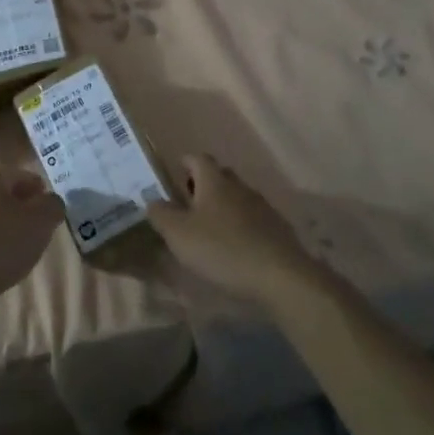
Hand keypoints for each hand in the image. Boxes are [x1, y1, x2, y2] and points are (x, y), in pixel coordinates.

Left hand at [0, 167, 62, 304]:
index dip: (43, 194)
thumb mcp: (39, 222)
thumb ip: (53, 207)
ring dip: (9, 232)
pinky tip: (0, 266)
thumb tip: (52, 202)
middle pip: (8, 197)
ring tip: (23, 254)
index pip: (27, 177)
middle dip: (26, 213)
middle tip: (41, 234)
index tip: (54, 216)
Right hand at [146, 154, 320, 307]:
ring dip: (222, 208)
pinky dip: (240, 227)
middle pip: (218, 176)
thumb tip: (152, 200)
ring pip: (236, 198)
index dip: (184, 164)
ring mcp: (262, 206)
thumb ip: (160, 213)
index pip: (197, 158)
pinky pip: (252, 219)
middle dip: (202, 186)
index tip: (173, 177)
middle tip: (187, 207)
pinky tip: (234, 248)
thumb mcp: (178, 234)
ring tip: (209, 231)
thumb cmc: (222, 249)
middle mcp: (239, 186)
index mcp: (214, 180)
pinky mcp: (277, 228)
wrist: (280, 276)